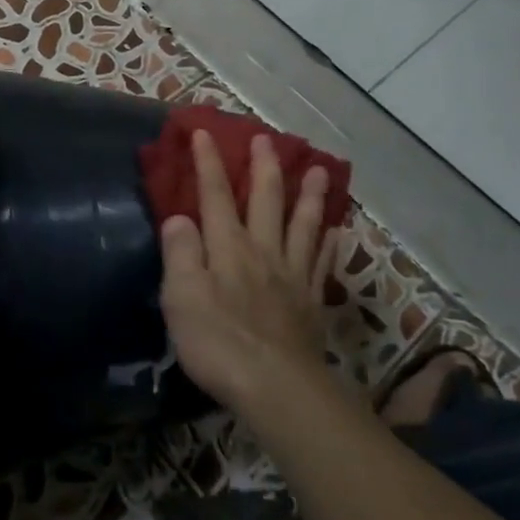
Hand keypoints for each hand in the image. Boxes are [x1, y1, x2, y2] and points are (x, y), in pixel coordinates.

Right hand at [159, 129, 337, 418]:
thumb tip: (179, 217)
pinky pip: (323, 263)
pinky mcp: (311, 301)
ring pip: (303, 225)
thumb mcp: (181, 298)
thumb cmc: (218, 342)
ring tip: (318, 171)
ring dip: (309, 196)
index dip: (209, 163)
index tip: (205, 133)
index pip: (216, 195)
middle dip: (264, 167)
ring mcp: (292, 275)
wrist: (275, 386)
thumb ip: (180, 254)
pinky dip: (331, 243)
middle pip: (266, 200)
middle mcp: (263, 251)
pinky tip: (340, 231)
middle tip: (267, 138)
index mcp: (228, 247)